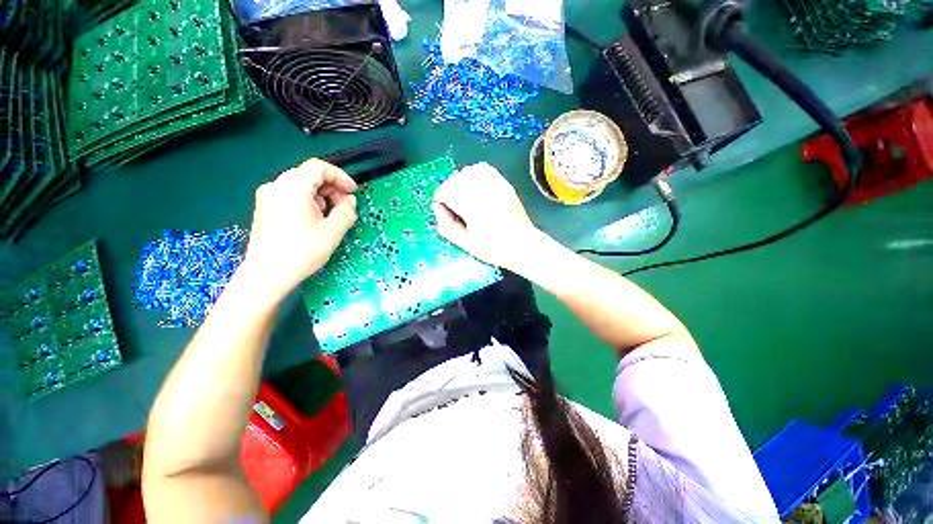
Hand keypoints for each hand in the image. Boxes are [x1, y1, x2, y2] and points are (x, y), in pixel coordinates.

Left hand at [242, 158, 357, 298]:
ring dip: (321, 197)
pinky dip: (308, 203)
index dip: (341, 177)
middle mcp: (277, 186)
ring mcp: (268, 197)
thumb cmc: (302, 251)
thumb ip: (346, 211)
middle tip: (345, 208)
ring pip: (301, 187)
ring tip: (331, 218)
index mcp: (292, 187)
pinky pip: (291, 196)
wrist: (266, 275)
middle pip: (309, 176)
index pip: (320, 168)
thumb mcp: (333, 231)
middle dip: (332, 189)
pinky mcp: (265, 208)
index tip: (354, 192)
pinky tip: (315, 221)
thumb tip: (350, 200)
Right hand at [432, 163, 539, 270]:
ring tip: (463, 196)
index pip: (447, 192)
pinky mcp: (504, 184)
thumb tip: (438, 211)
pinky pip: (484, 169)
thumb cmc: (495, 249)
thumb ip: (448, 228)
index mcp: (474, 209)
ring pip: (468, 171)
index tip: (443, 211)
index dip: (440, 201)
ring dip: (460, 182)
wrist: (523, 245)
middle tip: (452, 206)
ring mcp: (496, 186)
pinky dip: (474, 174)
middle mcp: (484, 193)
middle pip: (455, 179)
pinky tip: (475, 188)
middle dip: (448, 191)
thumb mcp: (467, 244)